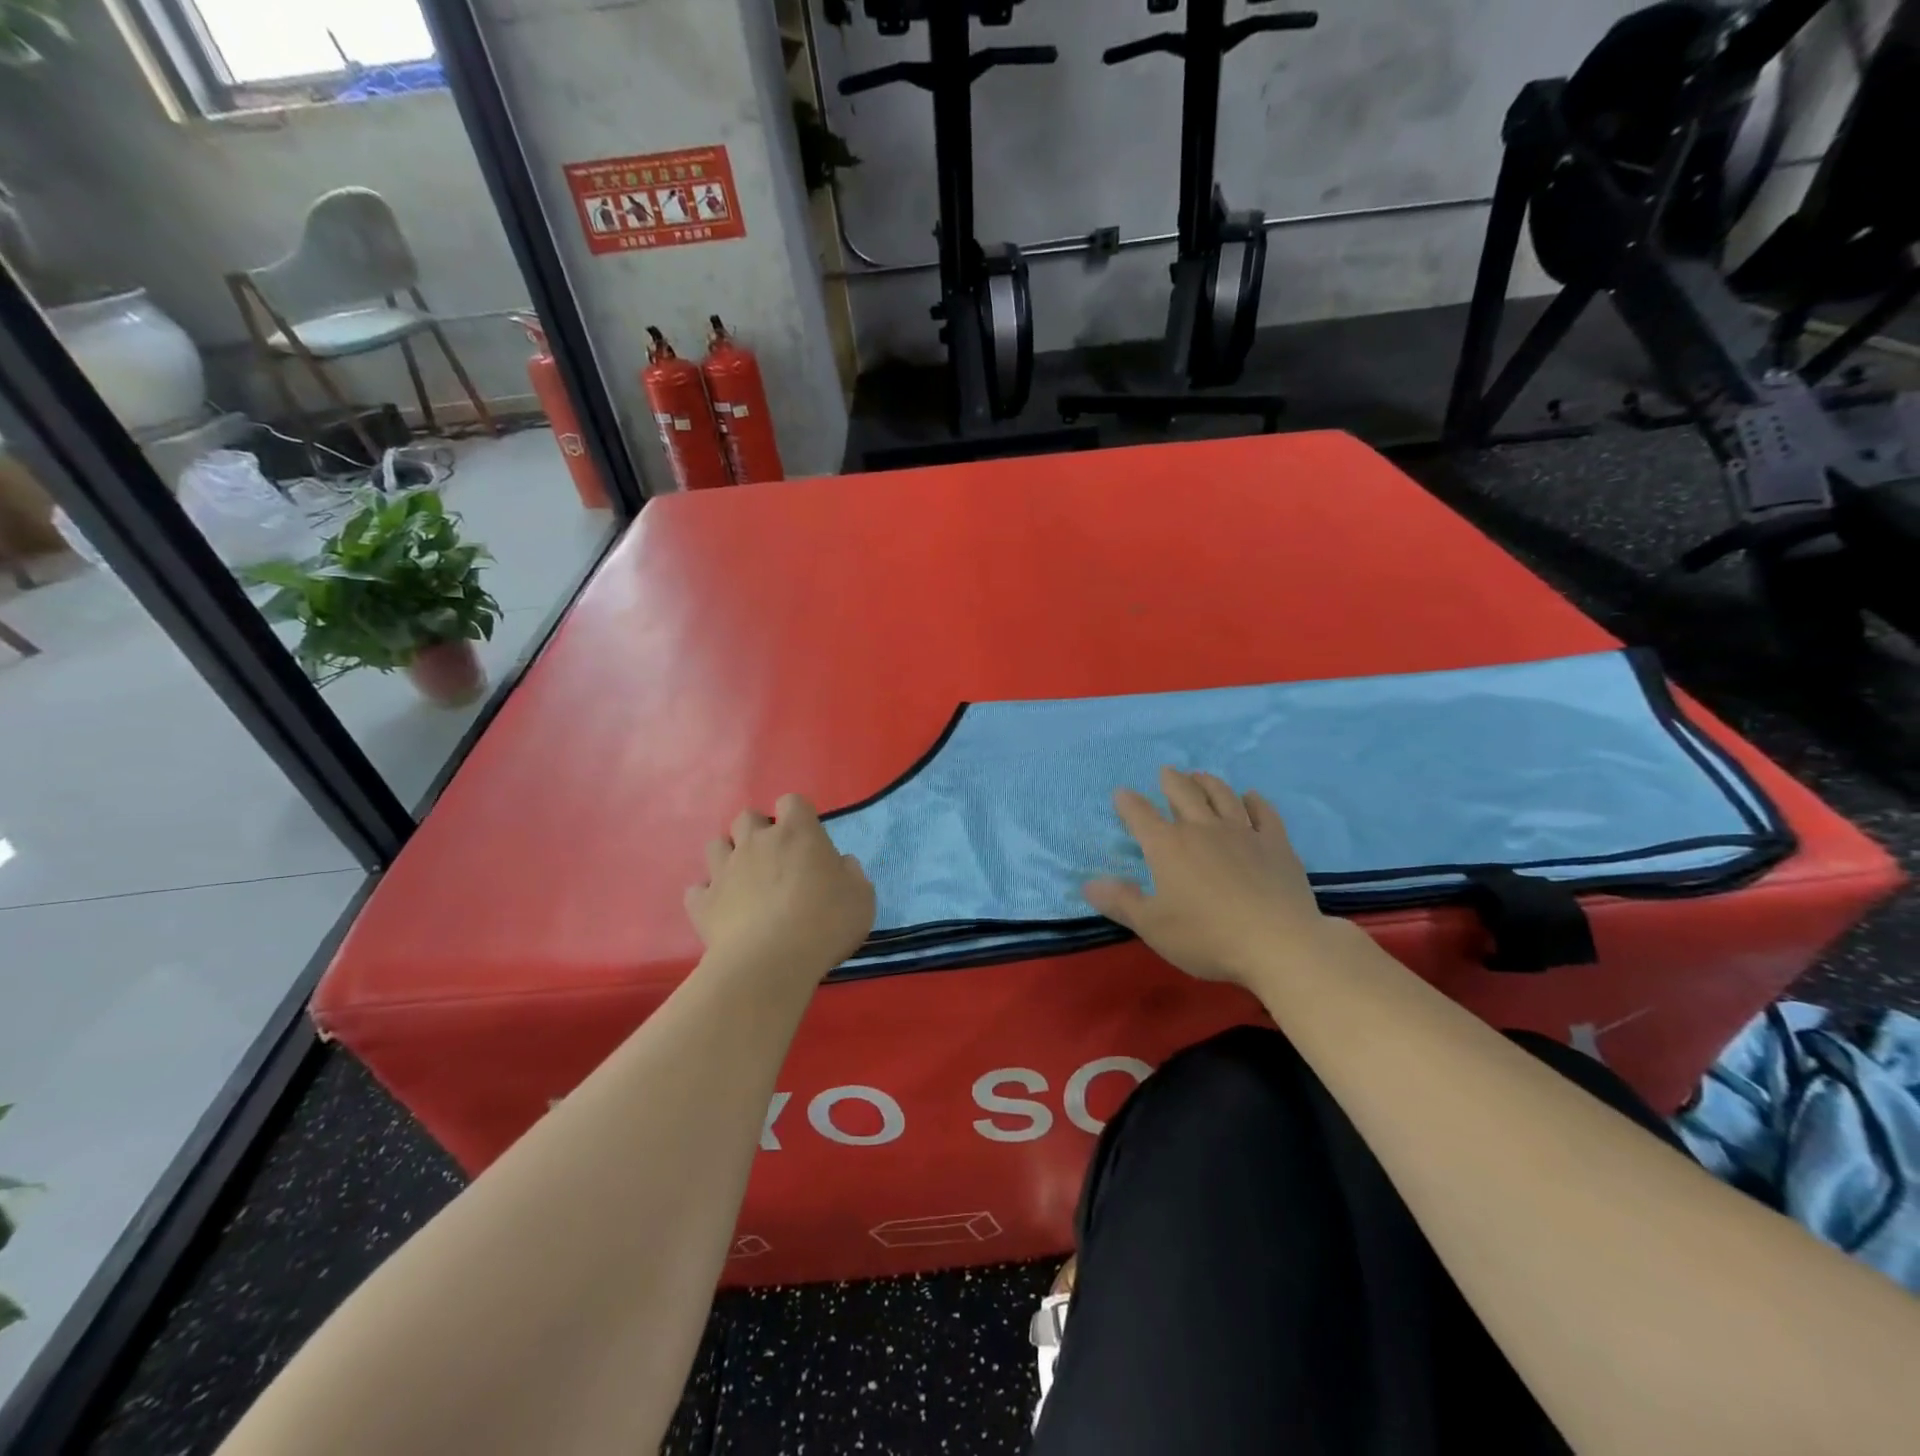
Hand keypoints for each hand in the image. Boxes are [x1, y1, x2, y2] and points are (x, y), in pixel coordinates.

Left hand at [686, 794, 875, 986]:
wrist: (770, 963)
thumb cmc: (825, 923)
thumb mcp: (862, 898)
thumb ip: (852, 874)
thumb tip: (841, 864)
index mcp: (797, 833)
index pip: (792, 801)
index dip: (798, 815)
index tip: (807, 838)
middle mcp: (756, 842)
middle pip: (747, 817)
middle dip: (758, 831)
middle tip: (774, 858)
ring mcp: (724, 870)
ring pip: (716, 845)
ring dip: (729, 856)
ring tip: (743, 879)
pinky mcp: (702, 902)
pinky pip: (697, 889)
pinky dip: (708, 895)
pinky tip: (722, 909)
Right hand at [1084, 767, 1330, 985]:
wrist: (1279, 944)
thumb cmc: (1207, 937)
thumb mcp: (1153, 926)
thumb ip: (1120, 902)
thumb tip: (1088, 883)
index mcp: (1168, 846)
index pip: (1141, 815)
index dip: (1128, 803)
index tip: (1122, 794)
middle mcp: (1202, 829)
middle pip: (1184, 793)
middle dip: (1171, 781)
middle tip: (1166, 772)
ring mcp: (1243, 833)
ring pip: (1222, 796)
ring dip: (1208, 783)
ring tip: (1200, 776)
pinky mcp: (1276, 844)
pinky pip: (1264, 814)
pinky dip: (1255, 802)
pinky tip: (1251, 797)